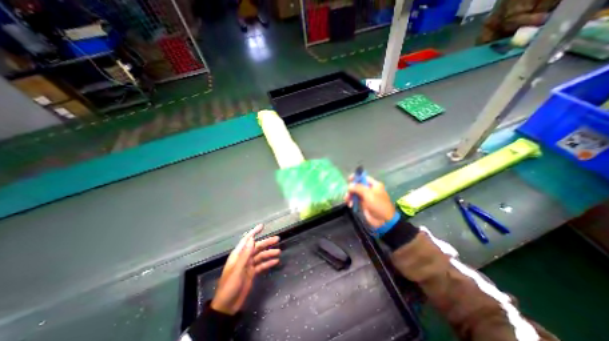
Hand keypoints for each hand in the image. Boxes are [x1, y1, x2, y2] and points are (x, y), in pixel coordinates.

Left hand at [211, 226, 278, 314]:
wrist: (227, 307)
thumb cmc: (230, 287)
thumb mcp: (237, 270)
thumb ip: (245, 254)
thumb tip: (252, 238)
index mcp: (238, 255)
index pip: (247, 240)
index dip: (254, 232)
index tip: (262, 226)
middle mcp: (244, 258)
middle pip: (257, 247)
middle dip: (266, 242)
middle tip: (277, 239)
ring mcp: (248, 265)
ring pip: (261, 255)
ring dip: (269, 253)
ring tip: (279, 252)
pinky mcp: (252, 273)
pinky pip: (262, 265)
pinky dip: (268, 263)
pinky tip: (276, 261)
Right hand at [345, 174, 397, 227]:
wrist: (383, 221)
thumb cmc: (378, 204)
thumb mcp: (368, 194)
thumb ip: (358, 188)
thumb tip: (349, 185)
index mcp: (374, 185)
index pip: (364, 177)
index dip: (356, 177)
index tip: (349, 179)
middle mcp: (370, 190)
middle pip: (357, 185)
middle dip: (351, 189)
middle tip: (348, 193)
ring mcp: (366, 197)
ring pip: (355, 193)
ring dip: (350, 195)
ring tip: (347, 200)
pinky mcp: (363, 204)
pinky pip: (355, 200)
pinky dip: (351, 201)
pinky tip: (350, 205)